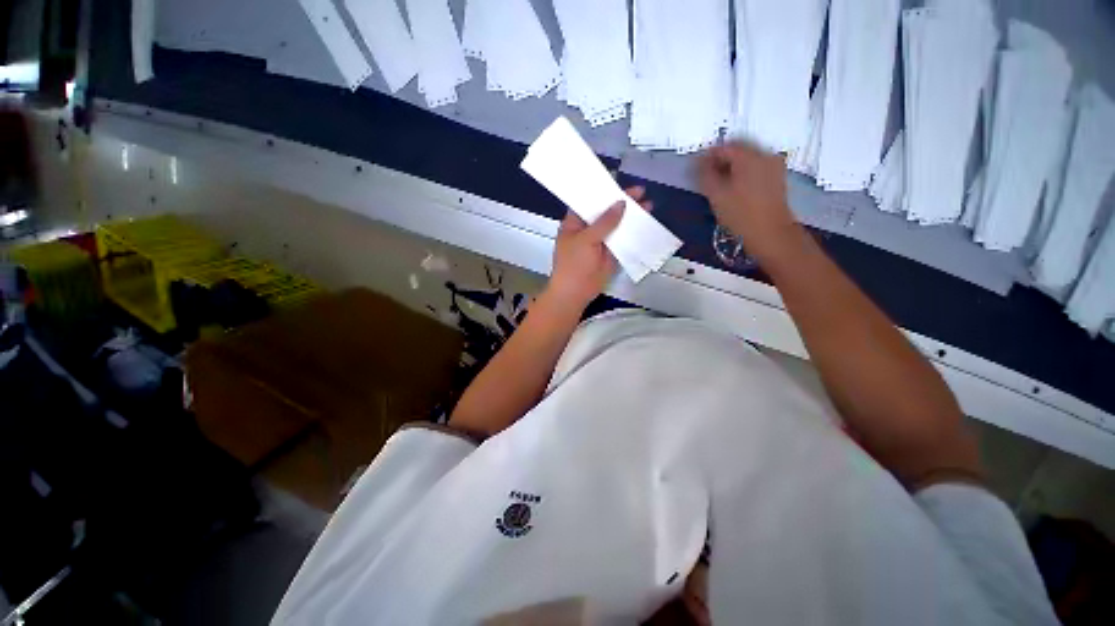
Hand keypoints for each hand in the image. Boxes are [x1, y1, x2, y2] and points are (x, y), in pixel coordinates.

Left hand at [545, 187, 652, 309]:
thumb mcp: (586, 239)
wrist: (575, 293)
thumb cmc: (573, 264)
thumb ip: (604, 222)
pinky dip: (633, 233)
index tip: (618, 180)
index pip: (588, 201)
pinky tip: (645, 225)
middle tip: (640, 192)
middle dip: (622, 202)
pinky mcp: (610, 254)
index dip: (602, 190)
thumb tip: (621, 204)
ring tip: (648, 205)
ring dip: (630, 217)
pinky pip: (622, 240)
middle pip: (606, 211)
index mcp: (574, 222)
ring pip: (616, 225)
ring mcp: (600, 242)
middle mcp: (588, 229)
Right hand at [697, 142, 801, 263]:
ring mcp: (773, 165)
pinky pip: (756, 166)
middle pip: (737, 149)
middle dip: (720, 159)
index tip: (695, 169)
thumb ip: (705, 174)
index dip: (706, 156)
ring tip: (719, 183)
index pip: (722, 147)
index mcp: (748, 156)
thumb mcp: (716, 195)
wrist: (770, 233)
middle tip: (706, 175)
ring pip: (747, 157)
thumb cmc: (740, 214)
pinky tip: (735, 186)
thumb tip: (698, 162)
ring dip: (731, 166)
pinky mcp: (777, 176)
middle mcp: (764, 154)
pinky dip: (743, 171)